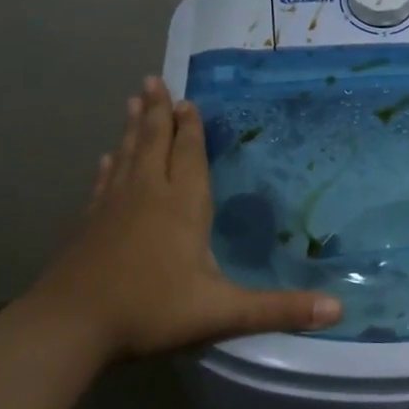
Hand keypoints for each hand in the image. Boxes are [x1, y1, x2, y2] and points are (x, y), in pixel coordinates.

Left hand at [28, 76, 342, 359]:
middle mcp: (147, 196)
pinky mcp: (89, 225)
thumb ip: (279, 309)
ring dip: (133, 128)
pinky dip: (108, 166)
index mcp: (182, 206)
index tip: (188, 99)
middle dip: (158, 113)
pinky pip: (103, 184)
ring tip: (134, 101)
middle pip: (154, 144)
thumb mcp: (223, 312)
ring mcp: (113, 208)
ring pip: (127, 156)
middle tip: (155, 80)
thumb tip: (338, 308)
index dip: (190, 127)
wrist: (69, 328)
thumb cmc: (151, 311)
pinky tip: (106, 158)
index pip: (188, 155)